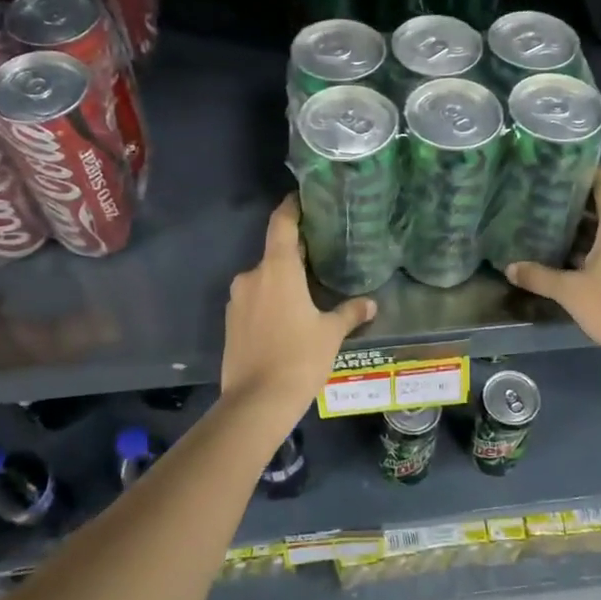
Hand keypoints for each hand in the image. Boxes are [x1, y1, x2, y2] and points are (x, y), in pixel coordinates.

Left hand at [222, 195, 376, 410]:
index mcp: (278, 269)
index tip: (300, 198)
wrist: (256, 401)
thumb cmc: (299, 358)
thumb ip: (350, 313)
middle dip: (294, 257)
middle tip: (318, 261)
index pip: (282, 224)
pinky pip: (253, 302)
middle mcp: (252, 276)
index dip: (290, 208)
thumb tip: (370, 303)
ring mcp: (237, 300)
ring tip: (305, 297)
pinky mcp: (230, 322)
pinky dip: (269, 303)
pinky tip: (286, 322)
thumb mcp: (331, 333)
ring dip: (281, 283)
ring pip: (263, 281)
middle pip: (274, 255)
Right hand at [504, 170, 600, 366]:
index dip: (585, 172)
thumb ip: (538, 276)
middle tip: (546, 200)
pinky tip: (575, 254)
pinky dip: (600, 243)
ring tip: (554, 226)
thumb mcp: (570, 291)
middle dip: (578, 202)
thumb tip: (509, 268)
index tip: (560, 169)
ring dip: (588, 226)